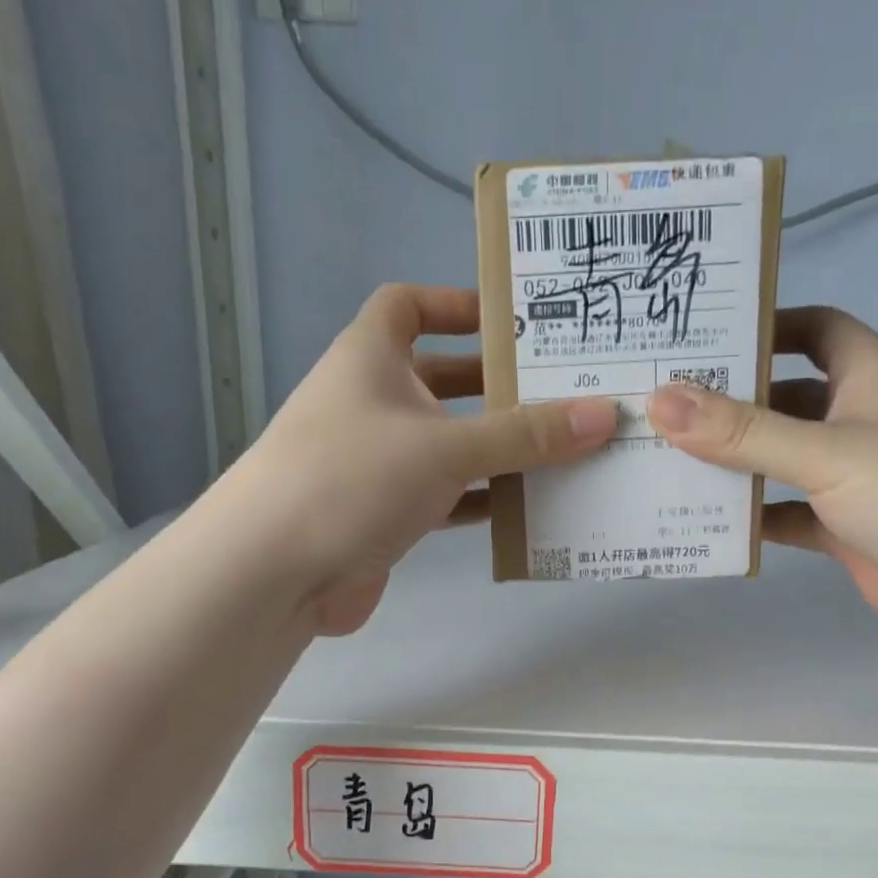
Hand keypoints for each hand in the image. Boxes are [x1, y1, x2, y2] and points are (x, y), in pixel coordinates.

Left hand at [232, 284, 616, 634]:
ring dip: (499, 448)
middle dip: (499, 386)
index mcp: (371, 358)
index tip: (512, 320)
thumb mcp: (446, 447)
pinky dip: (483, 499)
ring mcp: (377, 461)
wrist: (274, 573)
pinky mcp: (385, 513)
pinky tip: (530, 506)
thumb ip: (524, 434)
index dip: (456, 304)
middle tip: (566, 392)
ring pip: (450, 443)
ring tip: (565, 450)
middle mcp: (373, 402)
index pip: (408, 306)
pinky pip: (446, 495)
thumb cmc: (353, 478)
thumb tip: (604, 414)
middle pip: (444, 379)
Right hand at [647, 306, 877, 655]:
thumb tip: (660, 399)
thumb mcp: (828, 452)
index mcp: (870, 376)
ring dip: (734, 463)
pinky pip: (787, 513)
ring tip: (665, 459)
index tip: (703, 338)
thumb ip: (743, 432)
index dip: (765, 326)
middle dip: (729, 401)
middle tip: (658, 404)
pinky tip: (705, 520)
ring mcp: (853, 479)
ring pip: (780, 460)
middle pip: (784, 397)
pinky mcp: (846, 530)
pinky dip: (752, 516)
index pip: (814, 329)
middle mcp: (860, 420)